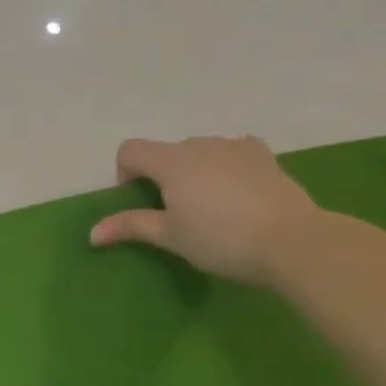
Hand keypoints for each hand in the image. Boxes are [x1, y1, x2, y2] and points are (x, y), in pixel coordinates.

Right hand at [89, 135, 320, 285]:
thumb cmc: (220, 239)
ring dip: (193, 172)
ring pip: (199, 152)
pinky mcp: (264, 156)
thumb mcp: (170, 237)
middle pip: (166, 152)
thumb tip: (92, 233)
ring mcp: (235, 146)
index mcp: (171, 161)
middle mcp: (200, 144)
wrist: (293, 241)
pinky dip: (224, 168)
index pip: (130, 150)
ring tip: (209, 207)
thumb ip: (130, 227)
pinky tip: (237, 195)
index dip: (125, 173)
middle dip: (162, 176)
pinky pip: (231, 154)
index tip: (139, 202)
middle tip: (174, 214)